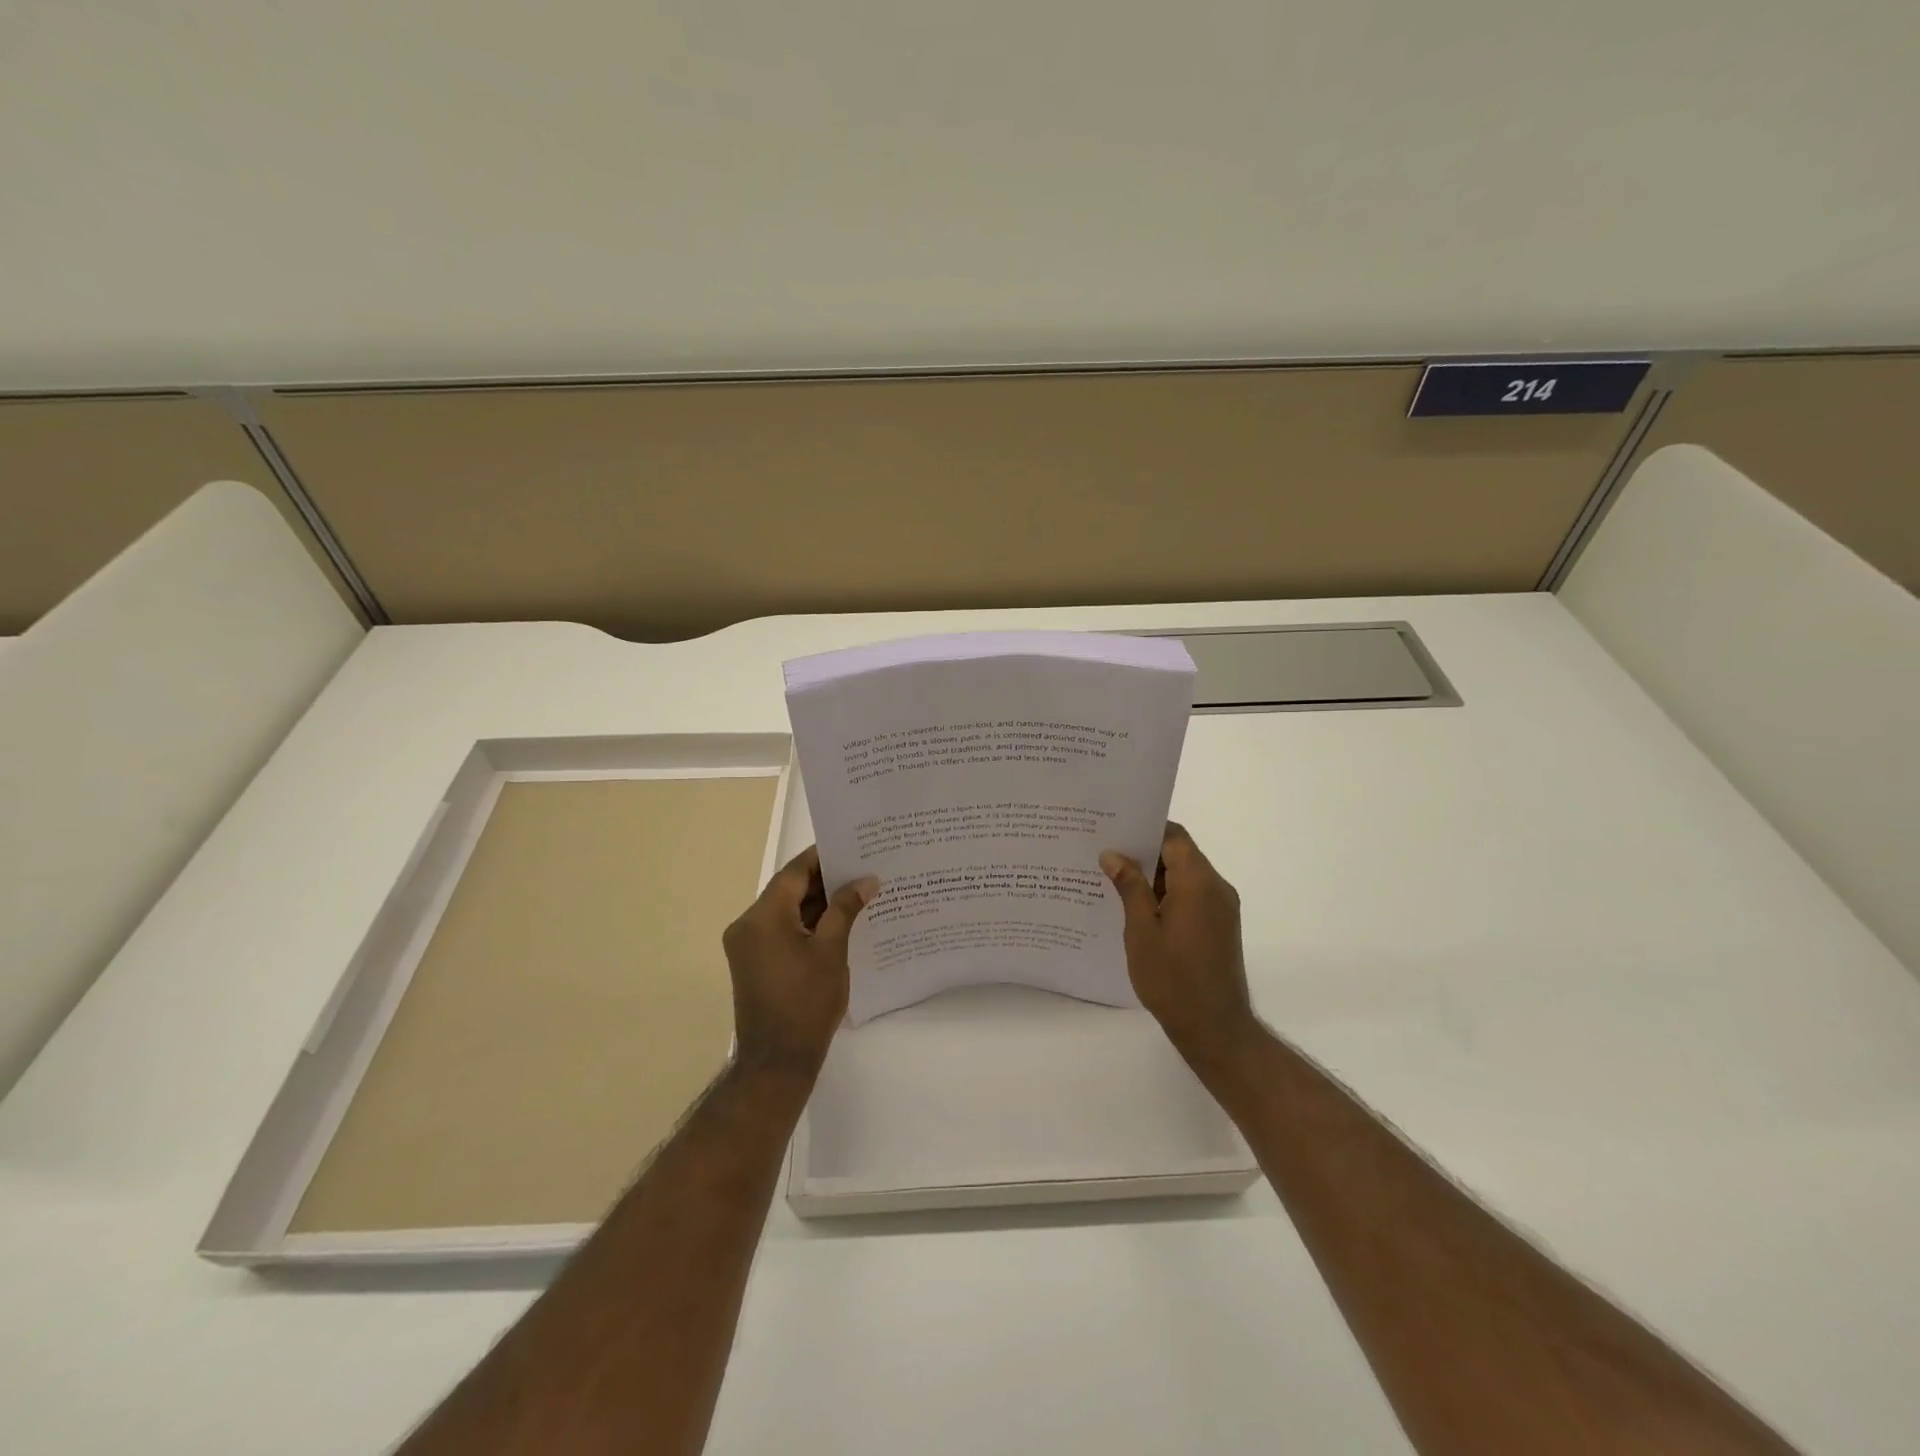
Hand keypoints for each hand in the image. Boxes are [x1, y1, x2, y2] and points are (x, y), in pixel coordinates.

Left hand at [721, 846, 877, 1078]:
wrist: (777, 1062)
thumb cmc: (807, 1002)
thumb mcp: (832, 950)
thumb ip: (846, 909)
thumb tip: (866, 880)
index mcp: (762, 916)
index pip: (794, 872)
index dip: (822, 857)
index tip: (851, 847)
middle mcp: (747, 925)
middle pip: (788, 890)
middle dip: (824, 881)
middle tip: (862, 870)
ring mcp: (747, 945)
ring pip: (785, 911)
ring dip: (817, 904)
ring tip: (857, 893)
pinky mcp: (753, 962)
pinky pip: (781, 930)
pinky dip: (806, 924)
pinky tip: (838, 922)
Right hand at [1101, 823, 1260, 1067]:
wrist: (1215, 1029)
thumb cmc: (1173, 979)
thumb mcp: (1141, 931)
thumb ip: (1130, 887)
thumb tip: (1114, 854)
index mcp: (1199, 882)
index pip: (1174, 836)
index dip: (1144, 828)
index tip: (1112, 829)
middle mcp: (1216, 887)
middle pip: (1180, 853)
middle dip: (1144, 852)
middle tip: (1104, 853)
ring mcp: (1221, 908)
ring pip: (1184, 875)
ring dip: (1153, 876)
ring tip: (1113, 879)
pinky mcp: (1219, 925)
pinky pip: (1191, 895)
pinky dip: (1166, 894)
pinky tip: (1136, 907)